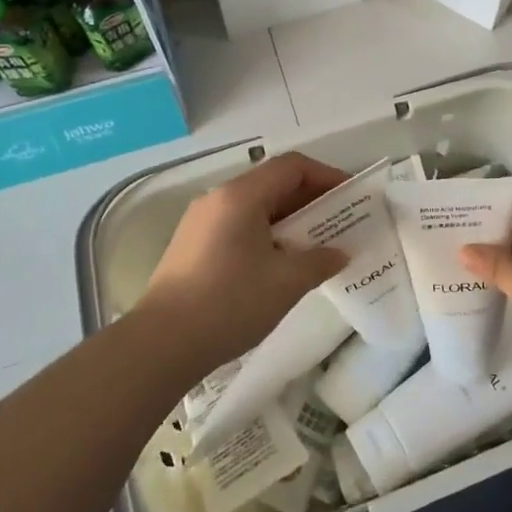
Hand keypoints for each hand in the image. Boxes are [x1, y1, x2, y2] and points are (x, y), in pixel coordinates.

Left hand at [138, 153, 350, 374]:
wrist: (160, 345)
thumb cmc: (229, 303)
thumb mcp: (286, 282)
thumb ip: (320, 261)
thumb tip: (339, 253)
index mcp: (241, 196)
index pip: (292, 166)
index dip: (326, 175)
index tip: (350, 197)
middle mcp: (218, 198)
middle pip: (273, 183)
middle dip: (310, 200)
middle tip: (339, 223)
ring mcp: (201, 221)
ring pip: (255, 206)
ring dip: (289, 219)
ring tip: (314, 246)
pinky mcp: (192, 245)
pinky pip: (239, 225)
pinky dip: (266, 233)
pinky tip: (279, 264)